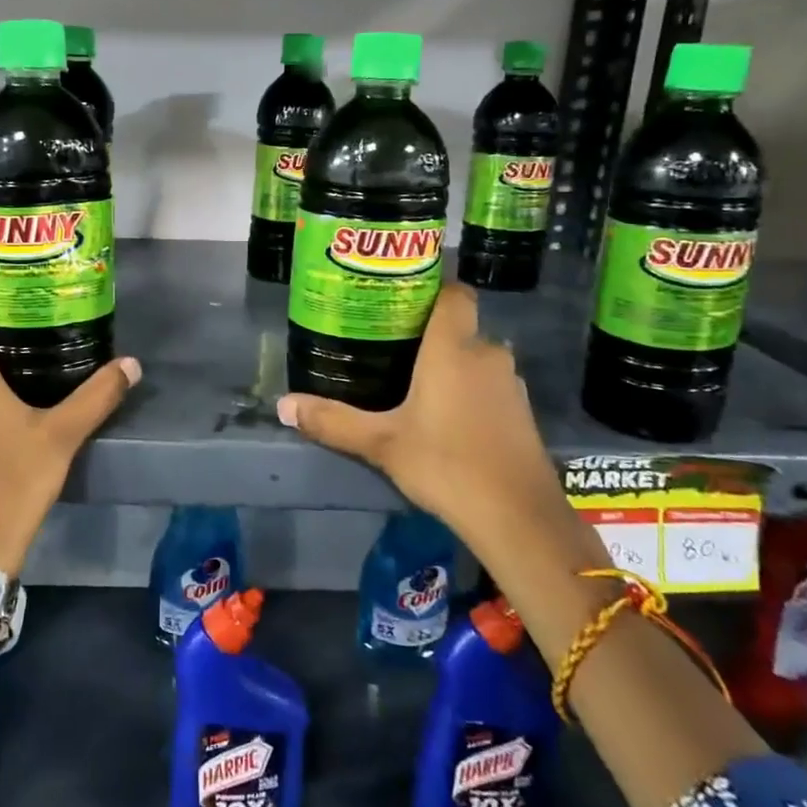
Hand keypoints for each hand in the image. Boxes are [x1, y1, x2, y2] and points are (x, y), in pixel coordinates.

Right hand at [275, 285, 564, 549]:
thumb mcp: (381, 444)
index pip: (455, 293)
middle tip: (390, 346)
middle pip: (460, 328)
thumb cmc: (446, 464)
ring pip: (475, 359)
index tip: (401, 298)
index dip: (433, 288)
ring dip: (451, 366)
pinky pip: (490, 385)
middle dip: (429, 335)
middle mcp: (487, 355)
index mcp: (453, 348)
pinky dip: (470, 391)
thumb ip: (333, 421)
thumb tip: (284, 406)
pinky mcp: (523, 413)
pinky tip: (445, 417)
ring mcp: (510, 385)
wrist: (518, 518)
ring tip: (413, 382)